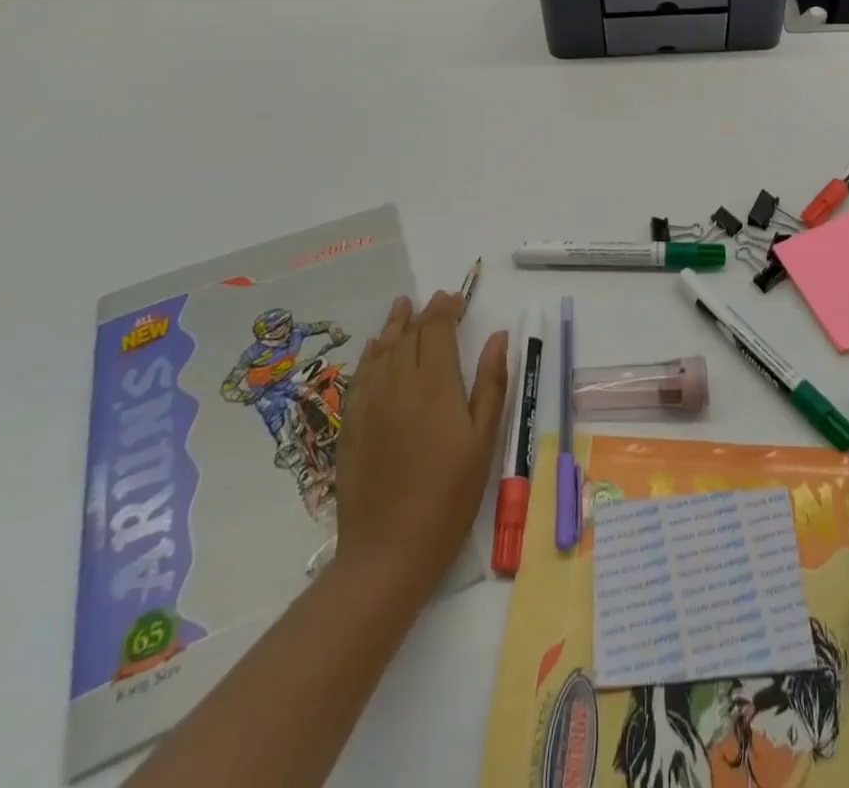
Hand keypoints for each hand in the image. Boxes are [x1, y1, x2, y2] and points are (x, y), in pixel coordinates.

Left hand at [333, 291, 507, 595]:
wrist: (388, 551)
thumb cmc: (450, 496)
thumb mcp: (484, 440)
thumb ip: (490, 383)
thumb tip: (498, 336)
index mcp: (435, 384)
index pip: (437, 330)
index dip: (445, 309)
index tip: (455, 297)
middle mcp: (398, 383)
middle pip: (410, 336)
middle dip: (424, 314)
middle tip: (436, 300)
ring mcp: (369, 403)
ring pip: (383, 350)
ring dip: (395, 326)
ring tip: (402, 306)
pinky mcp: (350, 425)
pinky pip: (360, 375)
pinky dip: (371, 354)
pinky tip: (376, 348)